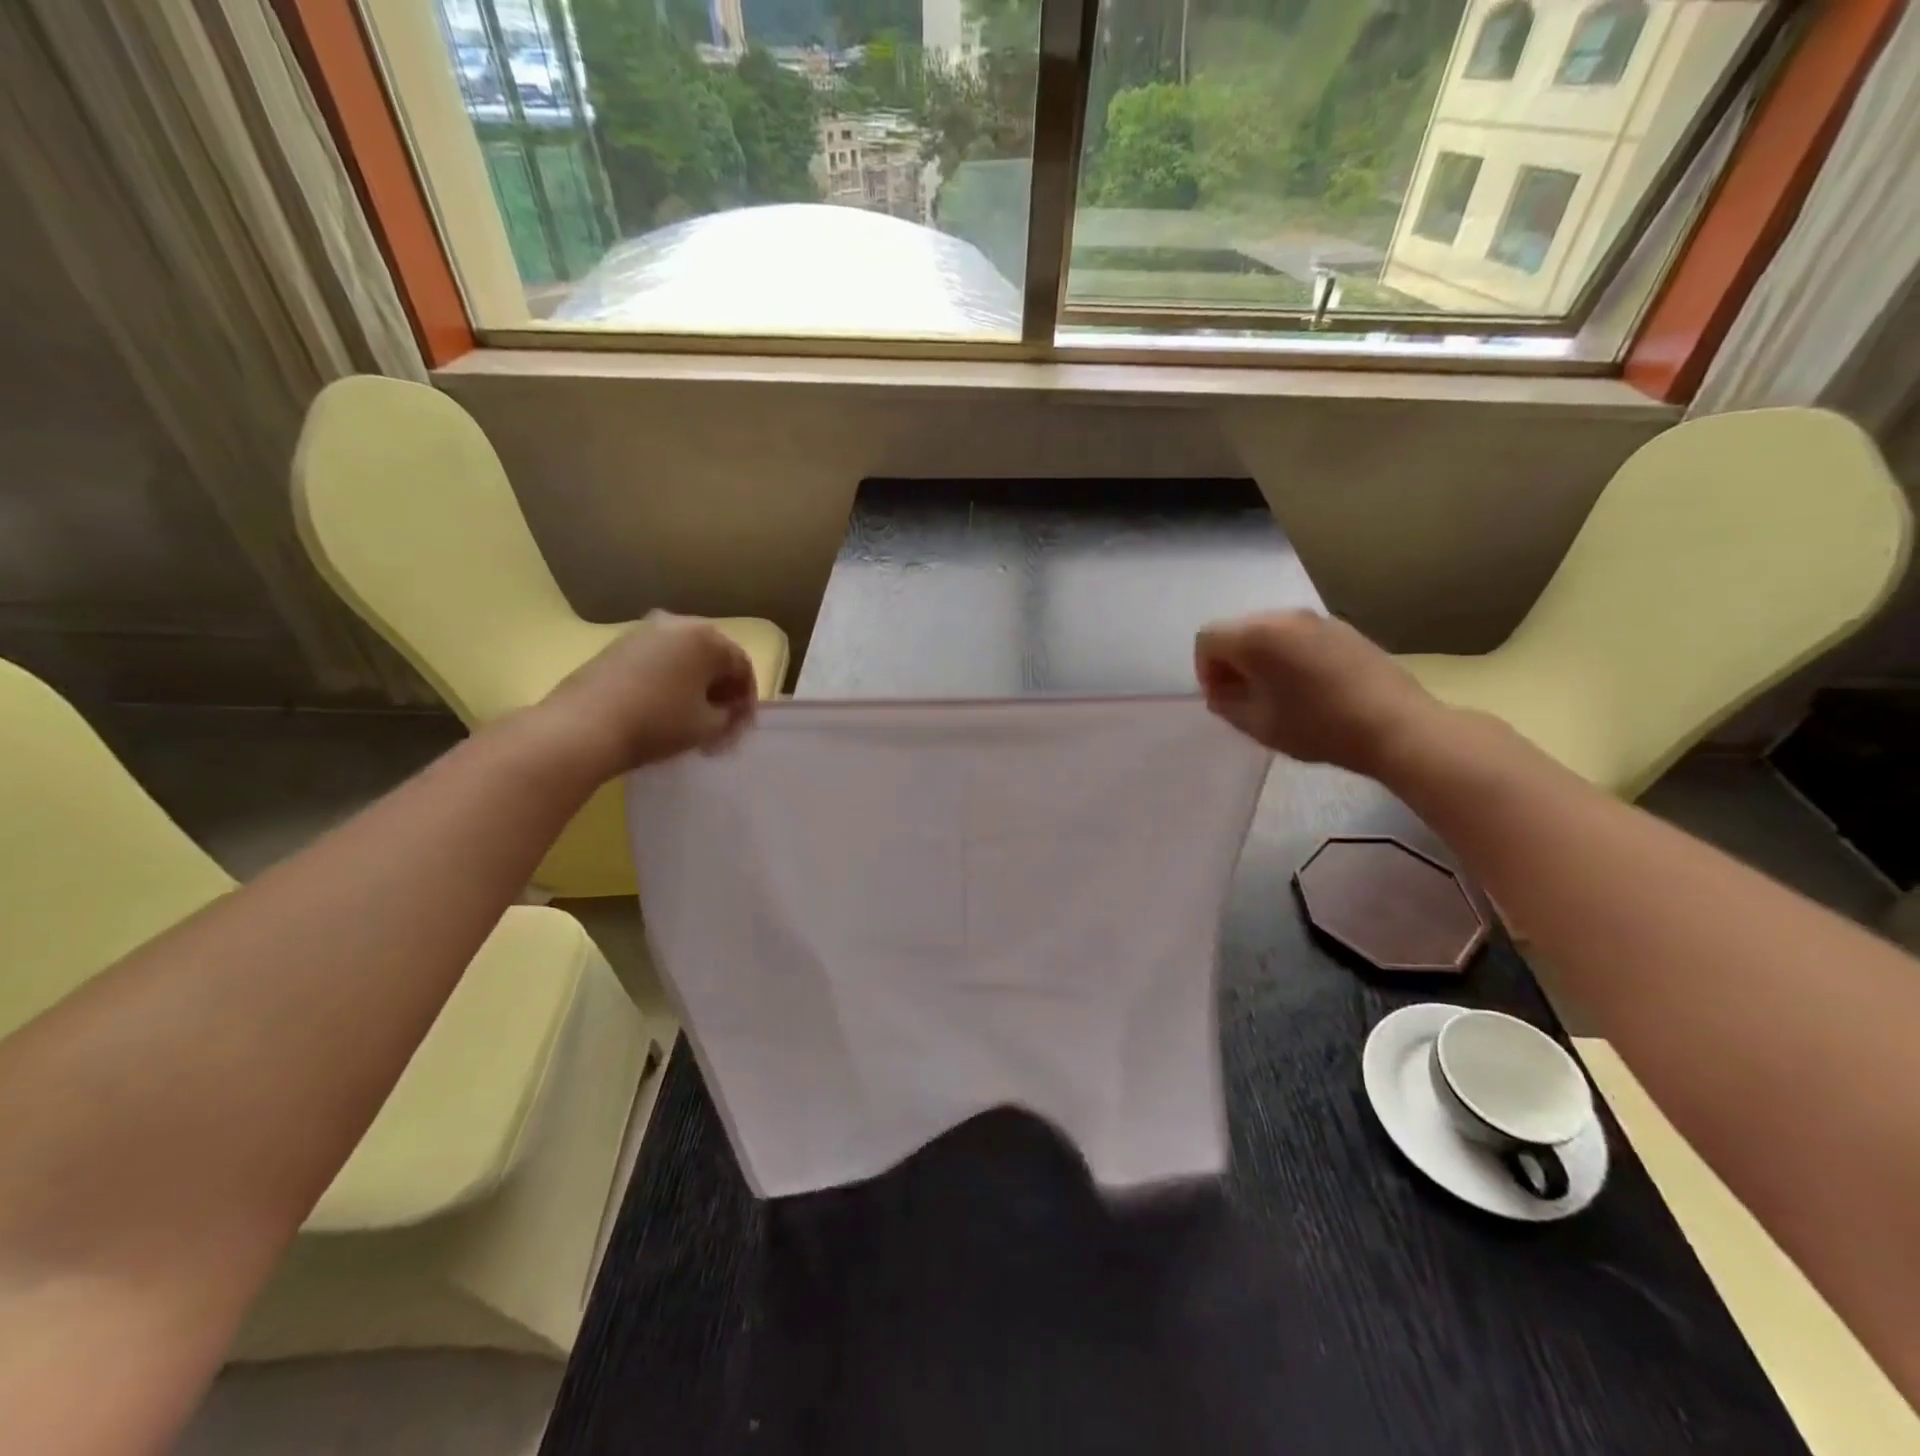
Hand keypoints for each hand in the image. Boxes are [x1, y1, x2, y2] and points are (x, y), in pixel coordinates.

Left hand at [537, 613, 758, 778]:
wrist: (583, 727)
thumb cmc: (658, 723)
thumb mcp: (709, 726)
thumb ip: (730, 715)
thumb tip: (730, 711)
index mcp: (706, 637)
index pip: (742, 666)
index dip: (747, 700)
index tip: (742, 727)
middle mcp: (677, 624)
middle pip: (713, 657)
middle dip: (722, 690)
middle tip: (722, 722)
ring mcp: (643, 632)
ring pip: (684, 658)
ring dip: (695, 686)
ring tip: (693, 718)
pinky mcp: (617, 646)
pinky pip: (658, 661)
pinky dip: (670, 681)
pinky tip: (665, 708)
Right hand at [1194, 610, 1445, 777]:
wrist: (1395, 726)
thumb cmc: (1317, 726)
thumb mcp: (1257, 724)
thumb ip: (1225, 703)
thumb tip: (1221, 691)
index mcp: (1256, 636)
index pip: (1207, 639)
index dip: (1204, 670)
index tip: (1222, 698)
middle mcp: (1283, 616)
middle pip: (1237, 630)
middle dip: (1231, 661)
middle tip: (1244, 696)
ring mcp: (1317, 619)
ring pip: (1269, 631)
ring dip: (1261, 657)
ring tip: (1277, 692)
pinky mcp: (1343, 628)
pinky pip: (1299, 635)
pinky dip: (1289, 654)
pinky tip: (1308, 686)